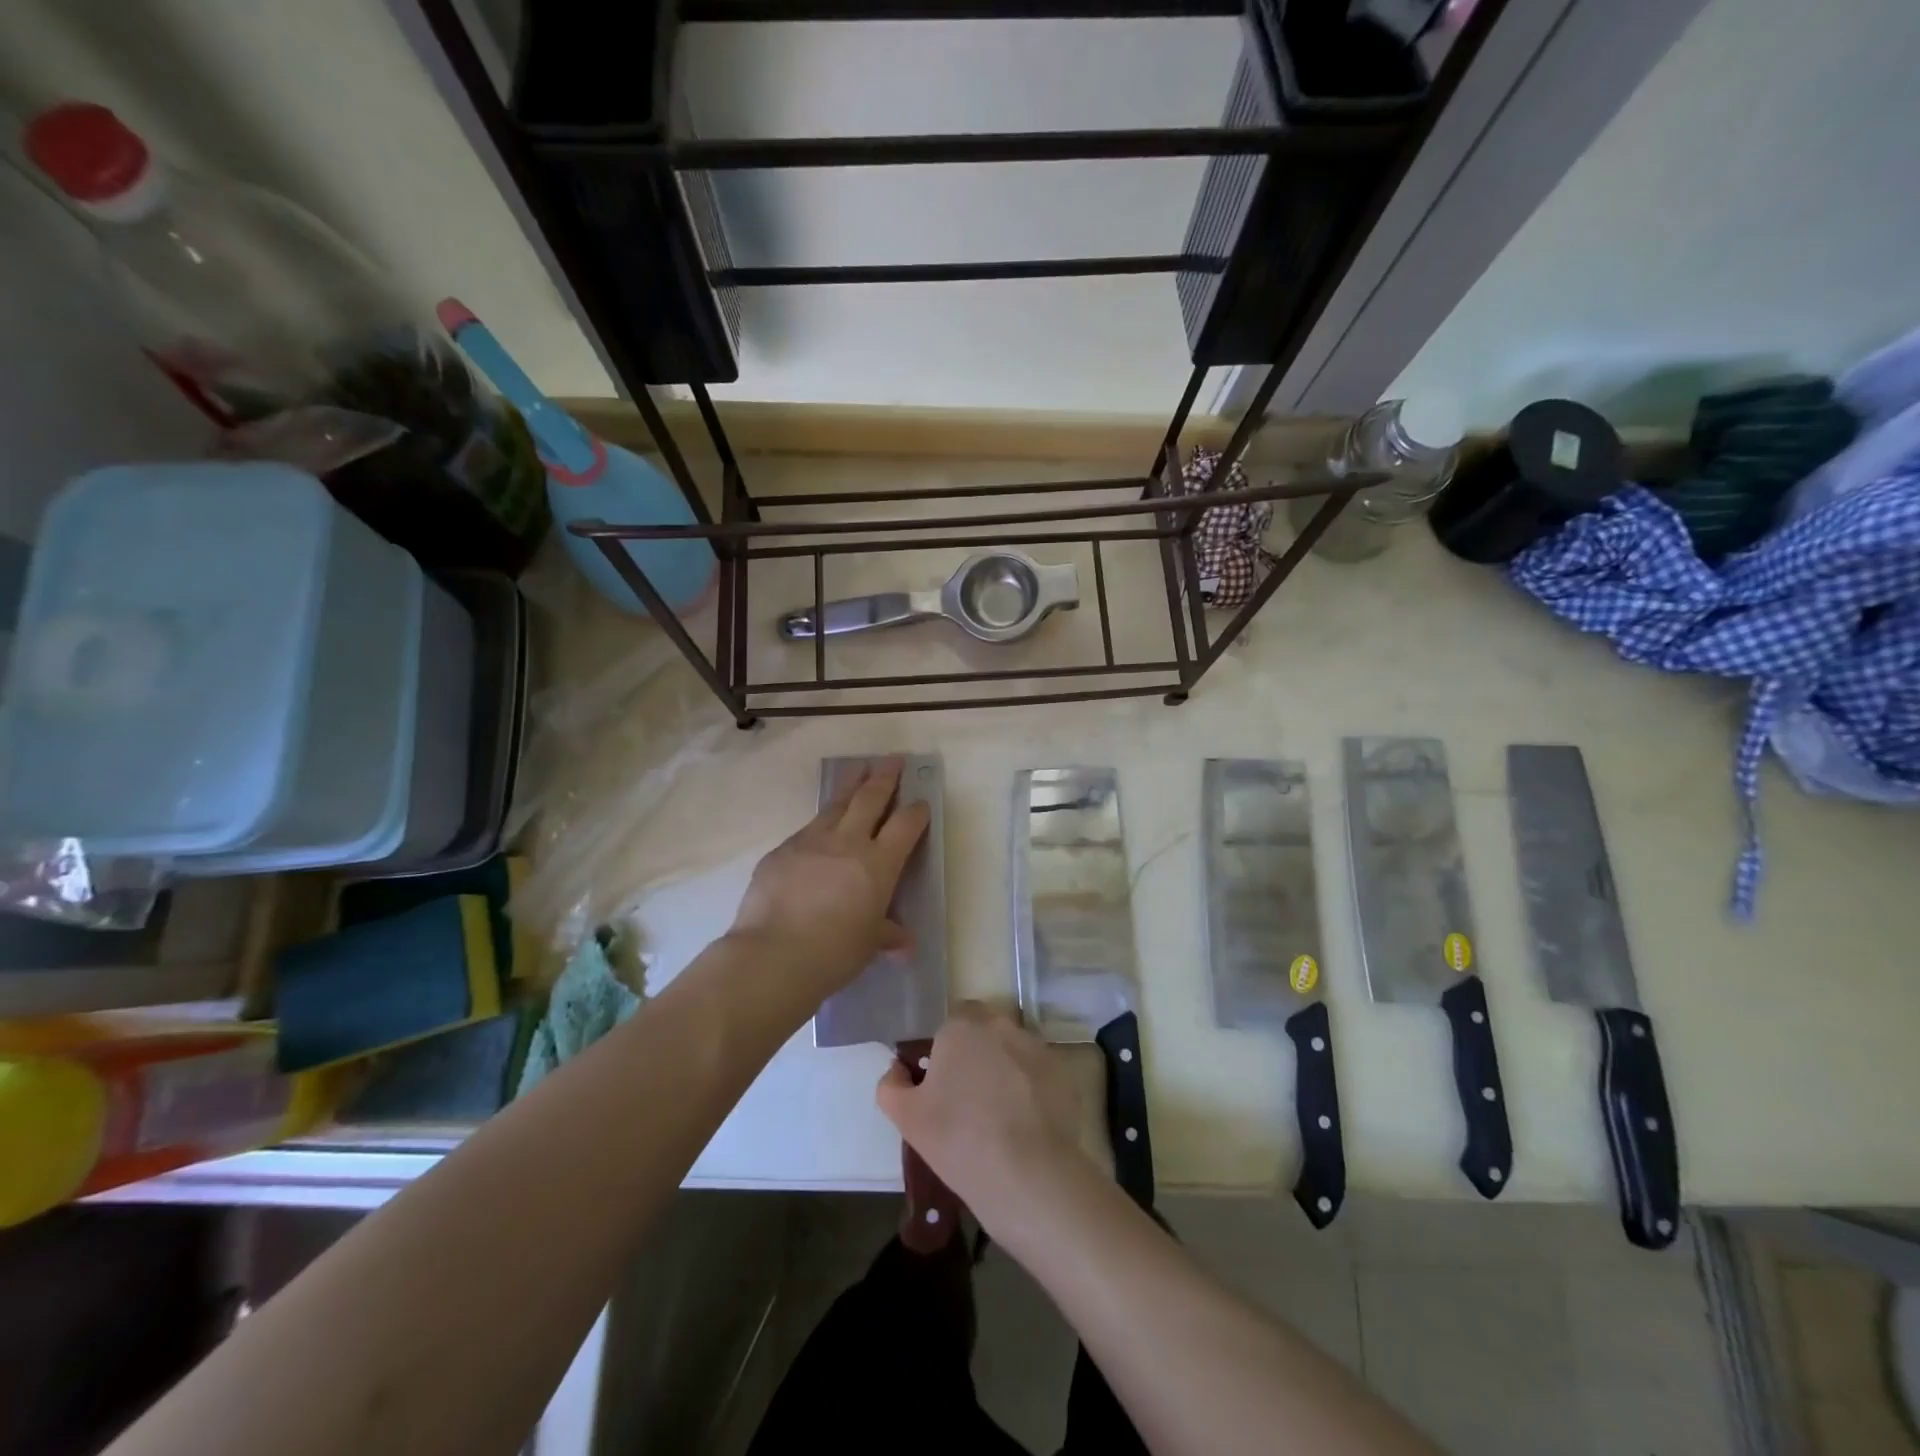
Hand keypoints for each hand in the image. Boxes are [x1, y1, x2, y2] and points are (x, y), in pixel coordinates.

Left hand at [728, 756, 929, 1002]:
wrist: (773, 955)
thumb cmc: (834, 952)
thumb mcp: (869, 944)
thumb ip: (887, 934)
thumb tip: (905, 944)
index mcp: (878, 863)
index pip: (905, 825)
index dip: (916, 811)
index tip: (921, 801)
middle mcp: (847, 842)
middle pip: (870, 797)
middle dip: (885, 776)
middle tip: (893, 759)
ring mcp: (811, 841)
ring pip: (836, 804)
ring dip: (850, 784)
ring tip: (859, 769)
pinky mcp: (781, 851)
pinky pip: (806, 830)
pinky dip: (819, 824)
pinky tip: (819, 829)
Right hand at [877, 1002, 1095, 1237]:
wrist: (1027, 1174)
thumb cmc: (958, 1139)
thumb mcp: (907, 1118)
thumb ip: (891, 1085)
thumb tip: (897, 1070)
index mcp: (960, 1027)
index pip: (950, 1025)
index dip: (946, 1053)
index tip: (944, 1088)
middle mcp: (1000, 1025)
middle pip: (984, 1032)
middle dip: (977, 1055)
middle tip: (970, 1100)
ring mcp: (1035, 1047)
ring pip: (1013, 1050)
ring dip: (1006, 1069)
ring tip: (1001, 1116)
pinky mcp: (1062, 1072)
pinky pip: (1038, 1073)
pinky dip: (1032, 1090)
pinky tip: (1026, 1124)